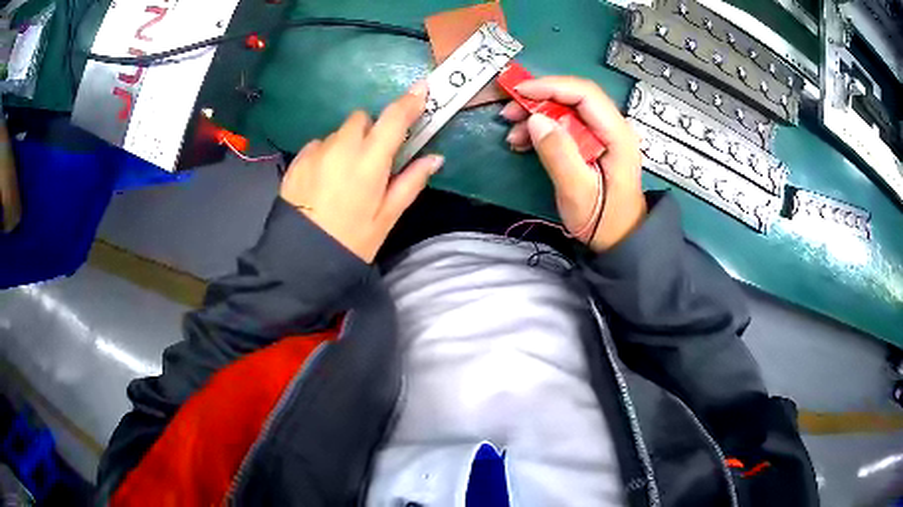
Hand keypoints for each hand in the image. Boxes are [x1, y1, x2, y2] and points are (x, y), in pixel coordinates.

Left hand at [280, 81, 443, 262]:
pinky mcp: (297, 161)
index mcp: (369, 162)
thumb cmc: (351, 241)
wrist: (301, 260)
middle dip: (372, 129)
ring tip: (344, 176)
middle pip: (362, 119)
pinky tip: (324, 181)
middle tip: (373, 157)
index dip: (409, 102)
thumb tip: (434, 158)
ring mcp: (315, 152)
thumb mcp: (387, 217)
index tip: (421, 90)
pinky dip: (326, 154)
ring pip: (338, 133)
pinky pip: (318, 145)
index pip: (393, 120)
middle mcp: (340, 148)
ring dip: (347, 143)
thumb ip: (411, 182)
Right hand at [501, 76, 646, 251]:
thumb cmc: (603, 219)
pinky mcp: (593, 142)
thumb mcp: (577, 191)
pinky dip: (543, 128)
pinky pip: (565, 124)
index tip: (519, 93)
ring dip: (537, 115)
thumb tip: (536, 119)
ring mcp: (603, 134)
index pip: (584, 94)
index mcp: (617, 134)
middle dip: (539, 99)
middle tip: (510, 112)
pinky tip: (524, 140)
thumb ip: (559, 153)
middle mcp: (612, 127)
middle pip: (574, 97)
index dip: (550, 87)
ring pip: (567, 109)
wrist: (619, 239)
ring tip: (513, 132)